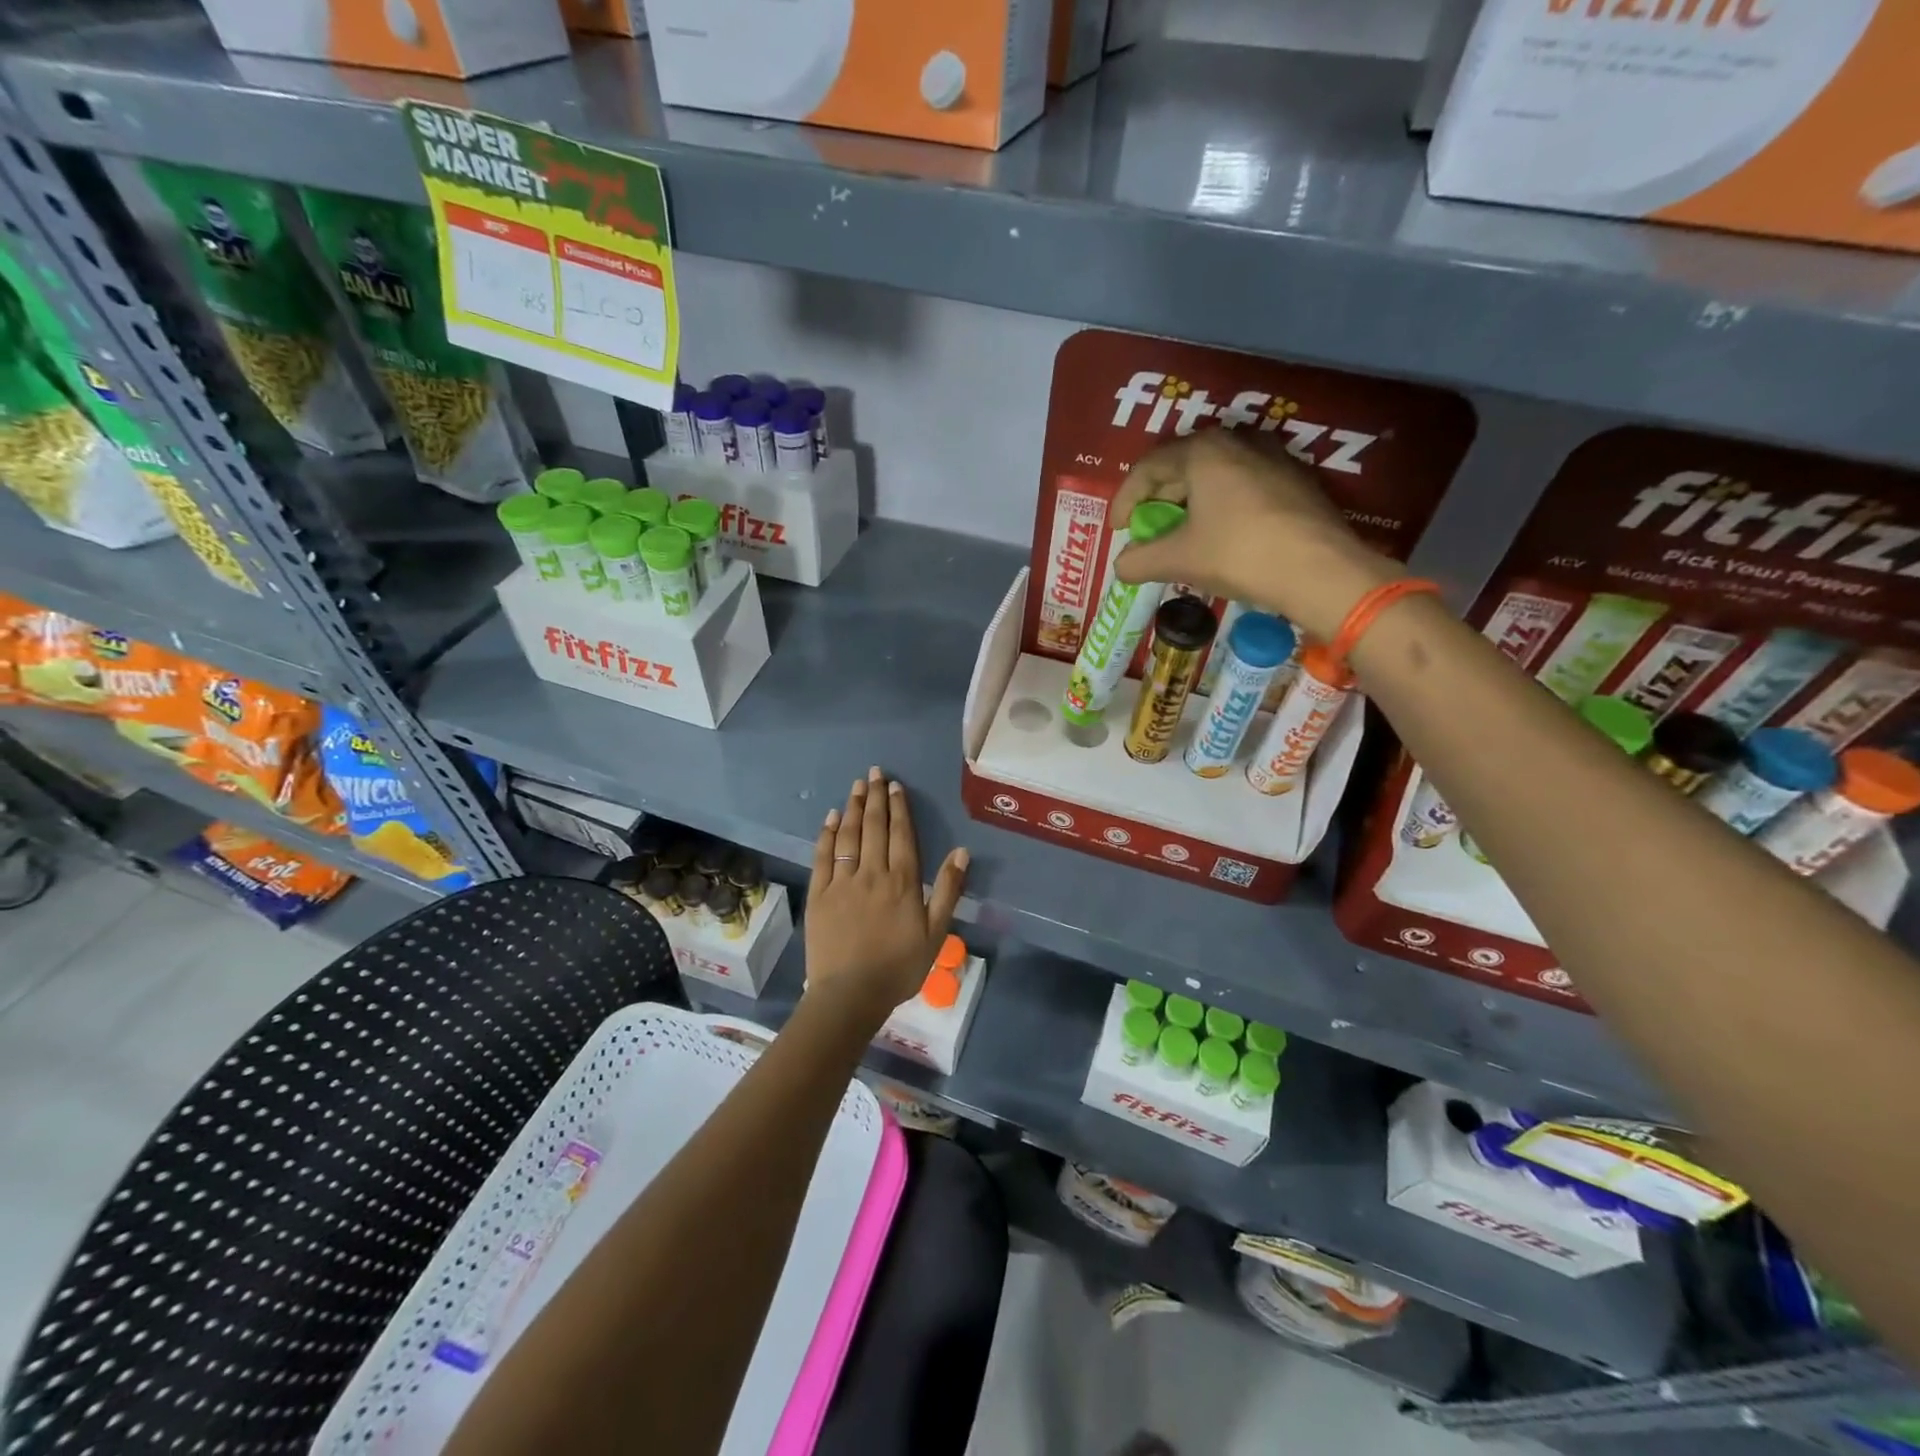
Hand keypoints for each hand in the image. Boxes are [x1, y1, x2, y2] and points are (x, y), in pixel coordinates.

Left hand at [806, 767, 969, 1027]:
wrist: (850, 995)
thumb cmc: (899, 967)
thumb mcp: (936, 933)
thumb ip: (948, 890)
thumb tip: (962, 851)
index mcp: (902, 882)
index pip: (901, 834)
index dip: (899, 808)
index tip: (895, 786)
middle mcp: (872, 873)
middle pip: (875, 827)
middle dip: (875, 797)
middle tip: (874, 773)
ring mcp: (842, 882)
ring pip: (848, 836)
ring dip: (853, 808)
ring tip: (857, 786)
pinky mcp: (820, 894)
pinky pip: (823, 856)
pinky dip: (828, 834)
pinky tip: (831, 818)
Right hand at [1111, 431, 1399, 641]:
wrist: (1320, 570)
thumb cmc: (1239, 554)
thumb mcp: (1179, 560)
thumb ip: (1140, 560)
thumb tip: (1121, 566)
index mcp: (1203, 451)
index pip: (1148, 467)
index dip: (1125, 500)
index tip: (1118, 531)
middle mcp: (1238, 442)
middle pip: (1182, 466)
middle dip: (1158, 500)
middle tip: (1147, 531)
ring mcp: (1273, 458)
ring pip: (1215, 476)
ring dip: (1190, 504)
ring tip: (1182, 535)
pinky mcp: (1296, 481)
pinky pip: (1243, 486)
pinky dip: (1221, 507)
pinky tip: (1220, 537)